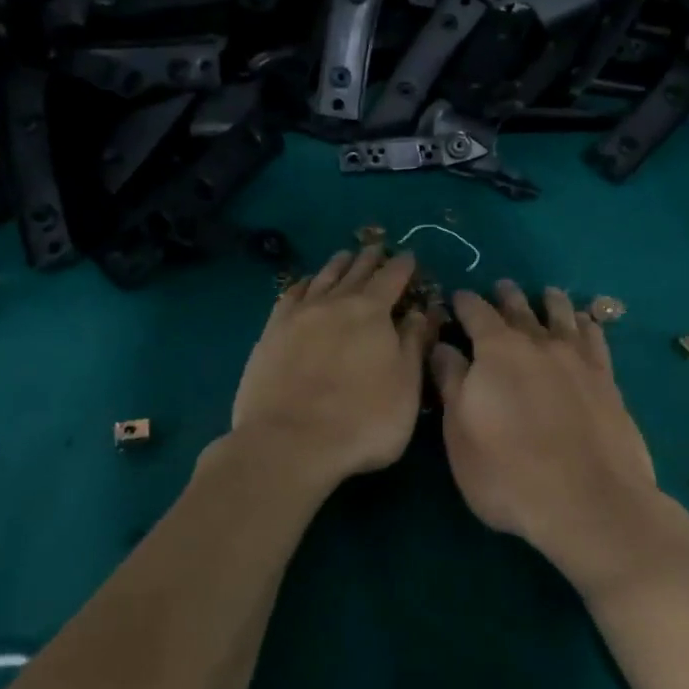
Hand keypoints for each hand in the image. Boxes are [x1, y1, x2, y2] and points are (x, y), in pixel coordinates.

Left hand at [231, 246, 435, 490]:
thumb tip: (418, 312)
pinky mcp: (271, 332)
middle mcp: (334, 303)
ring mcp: (298, 315)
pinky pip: (290, 295)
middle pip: (355, 272)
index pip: (392, 278)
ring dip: (337, 265)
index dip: (403, 265)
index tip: (409, 255)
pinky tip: (304, 284)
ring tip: (344, 255)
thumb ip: (413, 344)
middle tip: (377, 247)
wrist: (289, 442)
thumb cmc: (362, 421)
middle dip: (370, 258)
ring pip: (321, 278)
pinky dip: (302, 284)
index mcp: (372, 312)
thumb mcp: (406, 386)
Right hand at [430, 281, 687, 594]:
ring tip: (547, 293)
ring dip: (550, 302)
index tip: (457, 296)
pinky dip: (588, 325)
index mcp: (496, 351)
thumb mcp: (460, 433)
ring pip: (562, 317)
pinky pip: (596, 339)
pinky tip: (587, 323)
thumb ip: (452, 383)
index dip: (464, 302)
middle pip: (519, 309)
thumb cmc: (508, 473)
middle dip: (506, 296)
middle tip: (501, 286)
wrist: (589, 502)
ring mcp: (577, 360)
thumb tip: (442, 346)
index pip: (476, 313)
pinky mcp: (607, 381)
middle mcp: (538, 344)